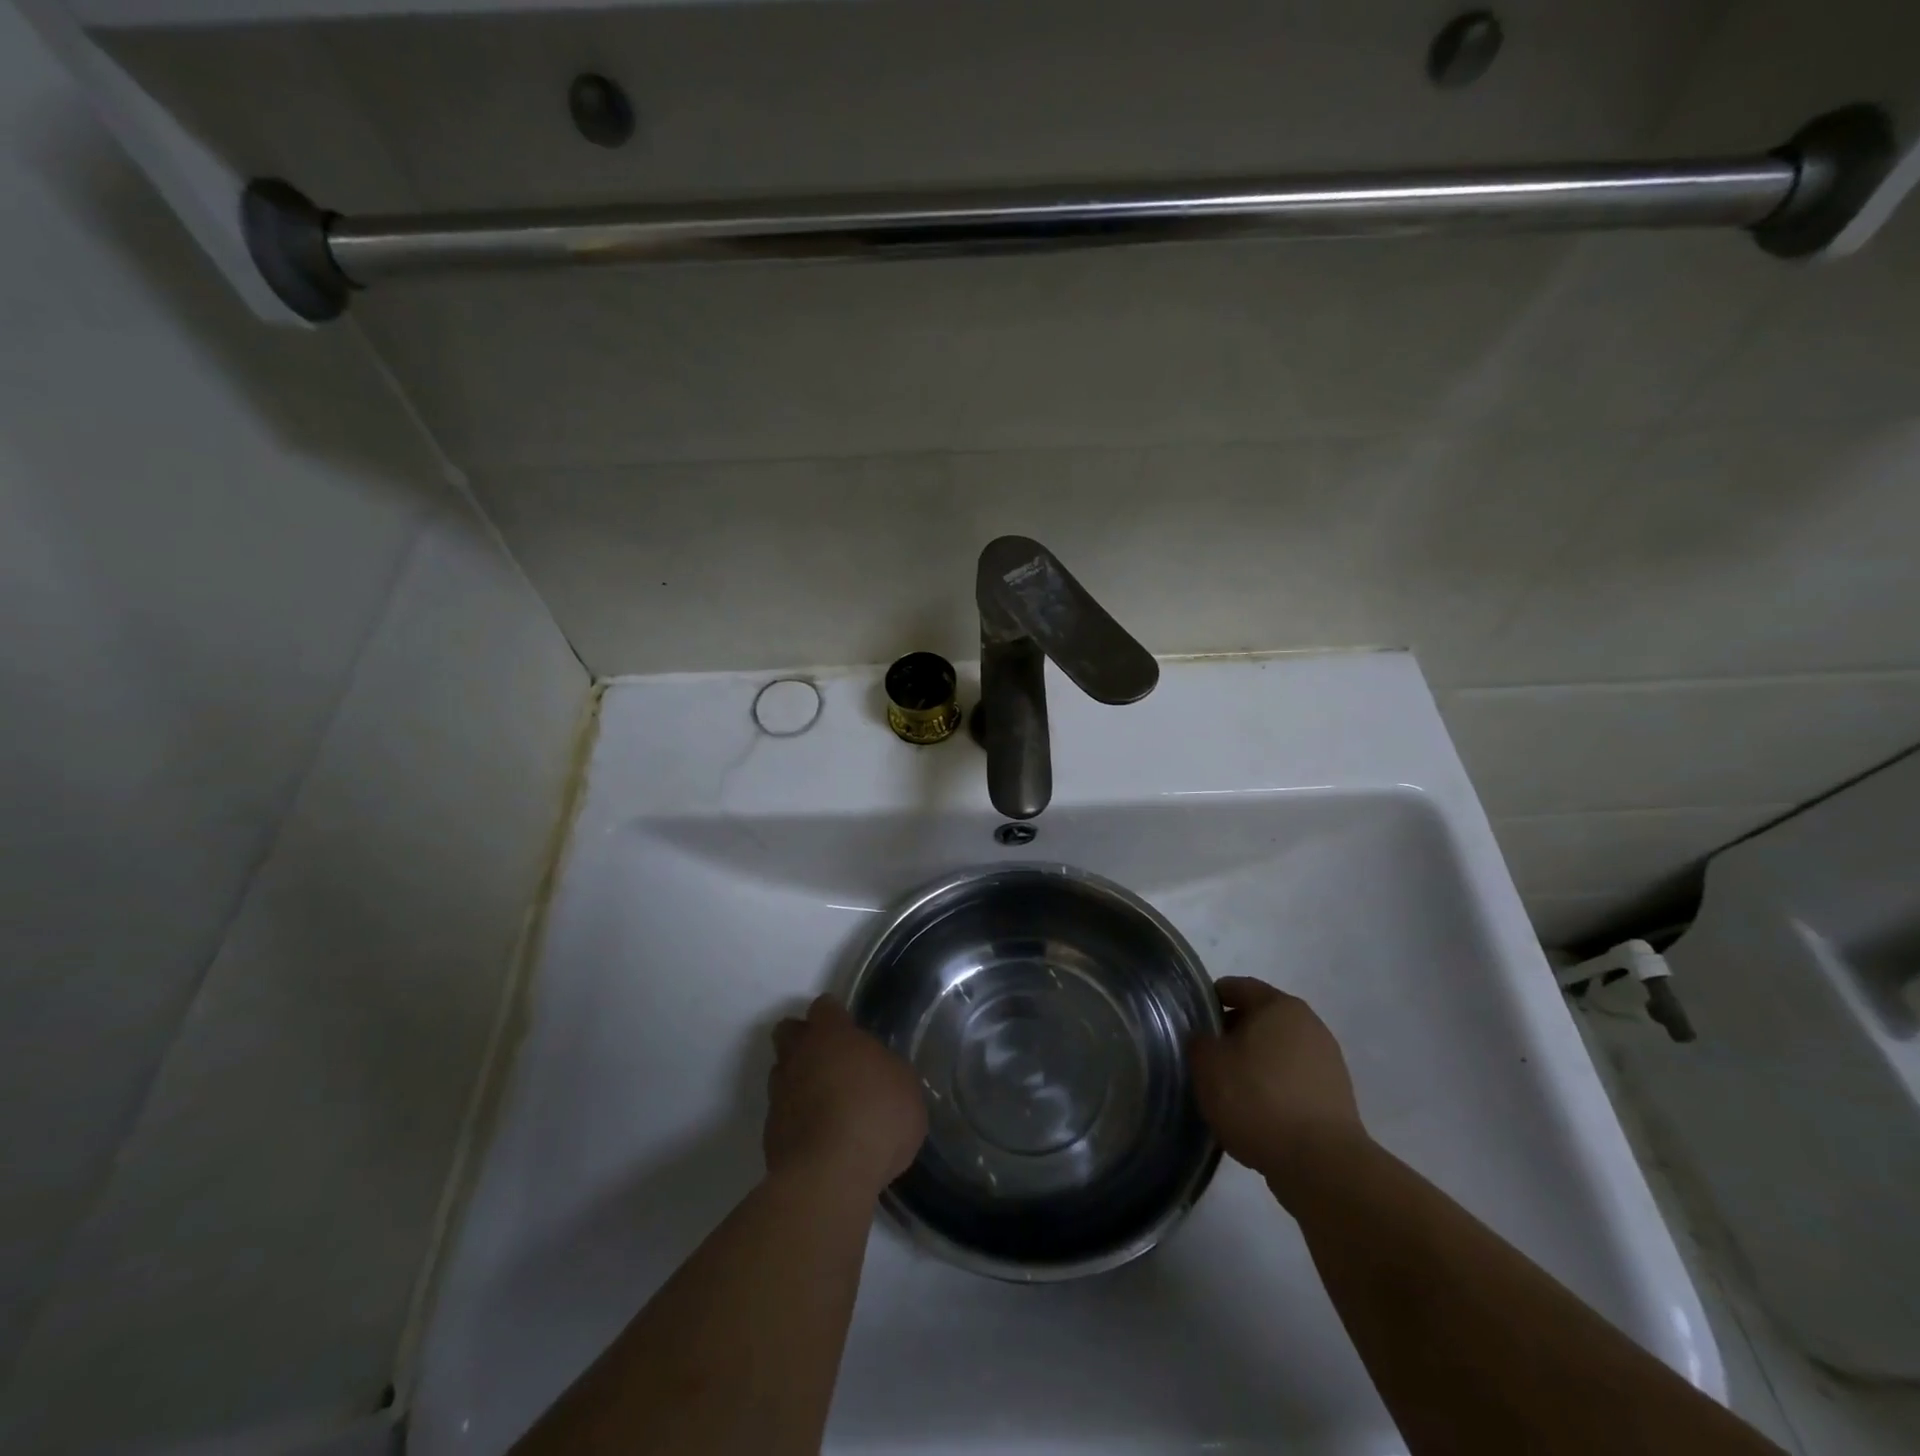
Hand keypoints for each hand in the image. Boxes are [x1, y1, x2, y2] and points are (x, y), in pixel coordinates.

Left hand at [765, 995, 927, 1197]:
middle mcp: (799, 1056)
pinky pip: (782, 1114)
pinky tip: (819, 1137)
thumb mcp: (905, 1086)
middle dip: (804, 1039)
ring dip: (798, 1080)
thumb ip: (886, 1070)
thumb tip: (877, 1073)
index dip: (835, 1016)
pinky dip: (797, 1120)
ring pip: (782, 1073)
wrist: (830, 1177)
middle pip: (789, 1031)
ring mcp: (780, 1095)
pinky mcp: (770, 1134)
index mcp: (832, 1035)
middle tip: (830, 1060)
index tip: (849, 1030)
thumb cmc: (876, 1117)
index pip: (824, 1007)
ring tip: (825, 1103)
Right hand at [1189, 977, 1366, 1200]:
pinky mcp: (1336, 1099)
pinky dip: (1273, 1089)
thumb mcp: (1207, 1065)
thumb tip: (1206, 1040)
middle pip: (1261, 1019)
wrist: (1320, 1164)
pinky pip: (1293, 1082)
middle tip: (1206, 1056)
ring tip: (1229, 1089)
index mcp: (1279, 1006)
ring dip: (1254, 1063)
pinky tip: (1256, 1113)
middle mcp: (1309, 1026)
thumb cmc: (1257, 1099)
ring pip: (1278, 1052)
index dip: (1211, 999)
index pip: (1238, 987)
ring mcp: (1327, 1063)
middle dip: (1233, 1033)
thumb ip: (1199, 1042)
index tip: (1192, 1019)